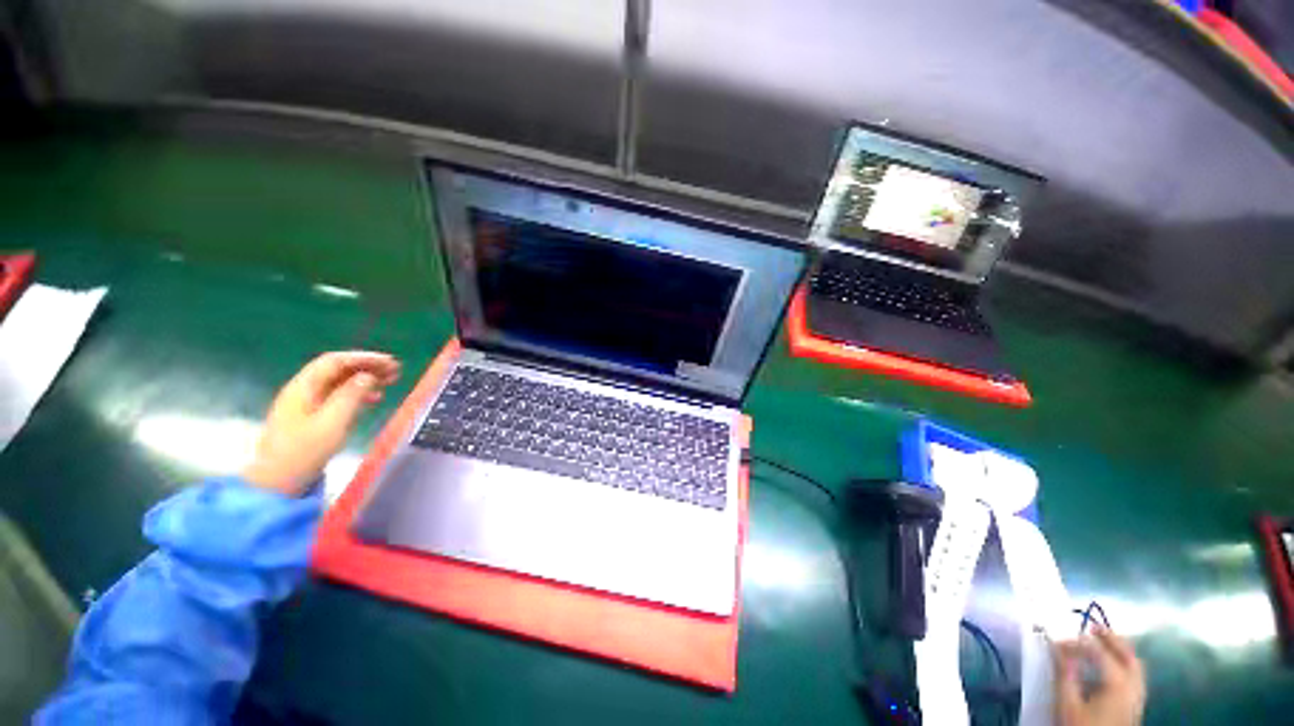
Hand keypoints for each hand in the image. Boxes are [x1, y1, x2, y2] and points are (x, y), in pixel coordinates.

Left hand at [243, 351, 400, 495]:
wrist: (277, 483)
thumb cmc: (304, 451)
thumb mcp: (332, 422)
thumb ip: (351, 395)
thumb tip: (368, 375)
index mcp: (303, 387)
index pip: (335, 361)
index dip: (364, 358)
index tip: (390, 362)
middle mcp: (303, 391)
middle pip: (337, 370)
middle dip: (367, 367)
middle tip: (395, 370)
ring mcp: (306, 405)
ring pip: (339, 383)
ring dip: (365, 379)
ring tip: (390, 382)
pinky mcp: (311, 418)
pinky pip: (338, 397)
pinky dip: (358, 394)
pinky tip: (374, 399)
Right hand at [1053, 626, 1145, 725]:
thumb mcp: (1067, 703)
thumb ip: (1065, 674)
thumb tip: (1057, 646)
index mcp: (1117, 682)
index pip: (1097, 652)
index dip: (1076, 643)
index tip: (1056, 642)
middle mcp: (1133, 685)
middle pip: (1127, 655)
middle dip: (1110, 639)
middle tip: (1092, 626)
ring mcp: (1138, 696)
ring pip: (1135, 666)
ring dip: (1120, 650)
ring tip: (1104, 642)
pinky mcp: (1136, 705)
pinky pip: (1135, 676)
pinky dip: (1125, 664)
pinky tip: (1112, 667)